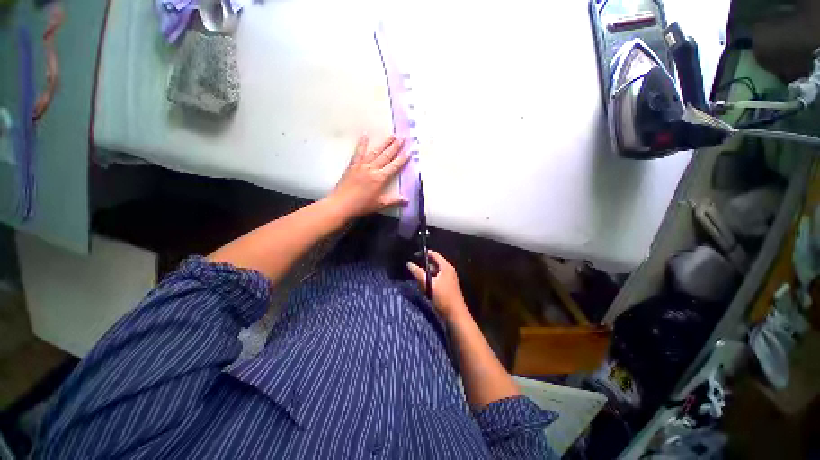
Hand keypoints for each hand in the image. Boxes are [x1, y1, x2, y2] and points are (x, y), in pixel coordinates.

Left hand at [328, 134, 409, 219]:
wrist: (341, 204)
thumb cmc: (362, 205)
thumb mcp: (380, 204)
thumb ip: (394, 200)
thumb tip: (407, 200)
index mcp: (380, 178)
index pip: (394, 166)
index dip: (402, 159)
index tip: (409, 151)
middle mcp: (372, 168)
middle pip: (386, 156)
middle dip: (395, 146)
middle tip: (403, 137)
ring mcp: (362, 165)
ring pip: (375, 152)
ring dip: (384, 143)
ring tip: (391, 135)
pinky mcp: (352, 165)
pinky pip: (358, 152)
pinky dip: (362, 143)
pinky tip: (365, 135)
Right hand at [407, 251, 468, 321]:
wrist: (456, 315)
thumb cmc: (443, 298)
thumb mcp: (429, 285)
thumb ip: (419, 273)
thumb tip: (409, 263)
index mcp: (446, 267)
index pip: (434, 254)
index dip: (424, 253)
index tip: (414, 255)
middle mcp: (448, 270)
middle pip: (434, 263)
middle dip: (423, 265)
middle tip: (412, 267)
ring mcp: (448, 279)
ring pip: (434, 272)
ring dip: (426, 274)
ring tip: (416, 277)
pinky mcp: (447, 286)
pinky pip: (436, 279)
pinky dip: (430, 280)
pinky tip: (423, 286)